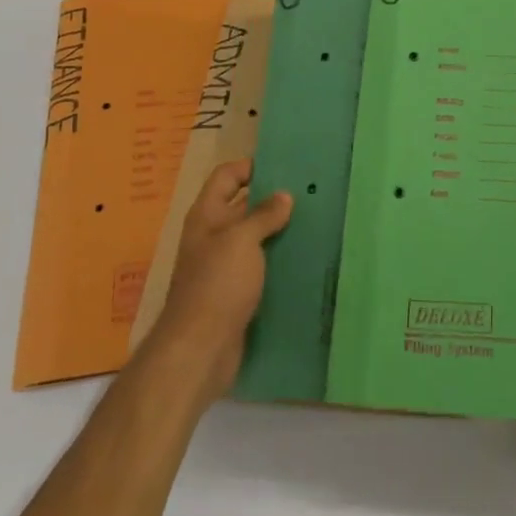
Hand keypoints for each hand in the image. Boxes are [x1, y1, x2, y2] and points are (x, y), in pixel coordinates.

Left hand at [147, 159, 291, 403]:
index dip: (251, 166)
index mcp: (207, 216)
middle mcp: (212, 236)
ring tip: (315, 221)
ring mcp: (223, 266)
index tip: (285, 166)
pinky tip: (304, 257)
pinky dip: (278, 259)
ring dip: (278, 231)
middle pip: (242, 206)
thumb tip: (284, 195)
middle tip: (310, 192)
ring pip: (254, 238)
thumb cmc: (217, 284)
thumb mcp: (242, 240)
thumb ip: (263, 214)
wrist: (200, 349)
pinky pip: (260, 266)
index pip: (226, 176)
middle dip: (272, 199)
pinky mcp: (236, 292)